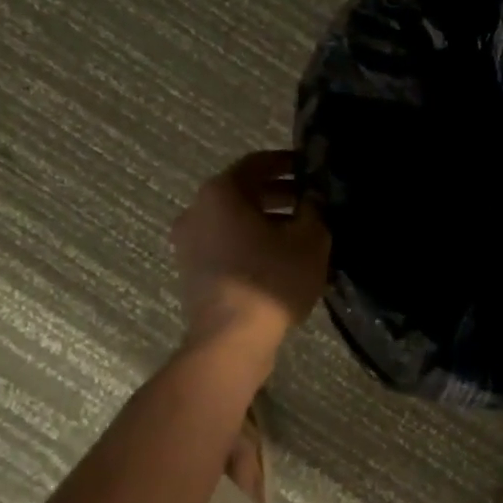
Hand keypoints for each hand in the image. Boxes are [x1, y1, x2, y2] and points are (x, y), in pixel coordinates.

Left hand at [173, 151, 330, 350]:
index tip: (312, 168)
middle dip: (279, 193)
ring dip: (266, 219)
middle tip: (312, 201)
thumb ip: (314, 208)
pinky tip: (279, 257)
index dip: (288, 162)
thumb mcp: (310, 238)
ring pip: (233, 219)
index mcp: (221, 192)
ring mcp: (188, 242)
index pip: (258, 163)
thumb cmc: (272, 278)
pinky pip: (225, 243)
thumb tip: (313, 195)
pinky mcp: (191, 270)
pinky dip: (250, 241)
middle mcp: (197, 210)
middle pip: (243, 191)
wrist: (231, 340)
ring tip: (301, 232)